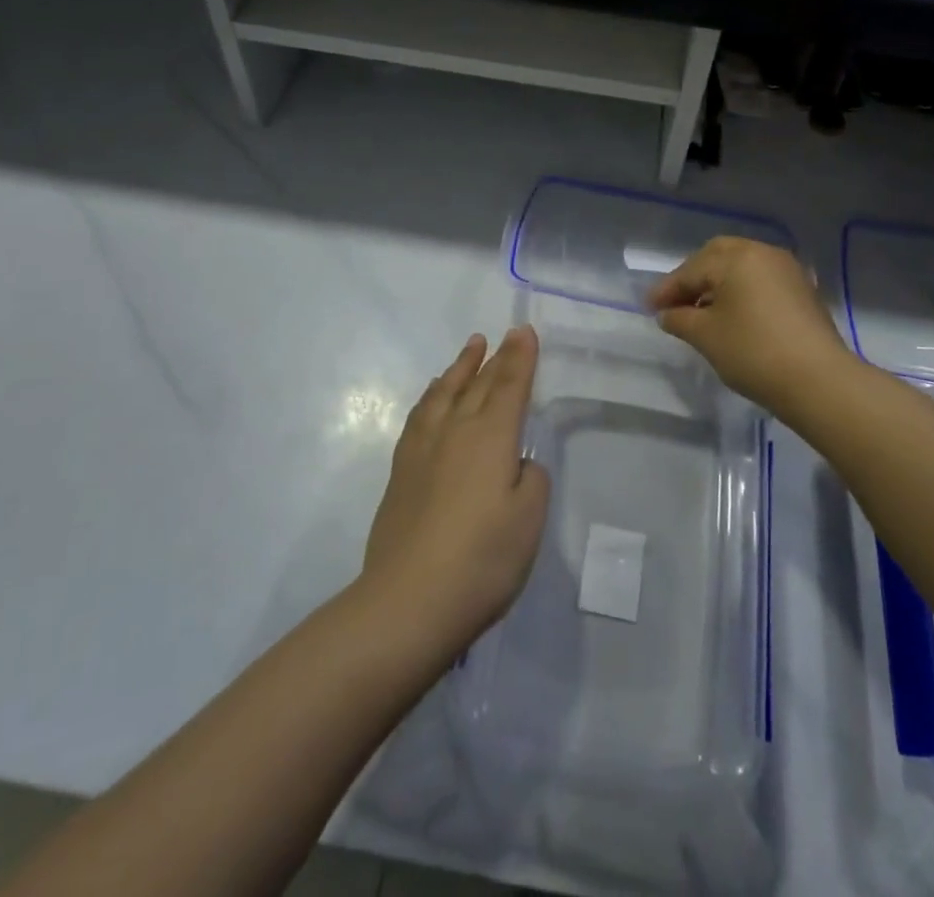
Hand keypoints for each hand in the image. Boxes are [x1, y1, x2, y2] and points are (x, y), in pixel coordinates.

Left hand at [361, 327, 549, 657]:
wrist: (408, 601)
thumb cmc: (482, 560)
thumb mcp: (529, 521)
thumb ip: (531, 481)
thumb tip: (518, 464)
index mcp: (491, 437)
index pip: (510, 386)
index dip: (520, 358)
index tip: (524, 331)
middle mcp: (455, 431)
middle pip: (479, 384)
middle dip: (496, 357)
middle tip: (505, 335)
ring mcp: (423, 449)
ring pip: (444, 393)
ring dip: (460, 368)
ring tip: (470, 349)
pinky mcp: (401, 471)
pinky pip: (420, 415)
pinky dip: (432, 396)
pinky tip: (434, 396)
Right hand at [648, 237, 855, 412]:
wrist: (818, 381)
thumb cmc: (753, 352)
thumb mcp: (706, 336)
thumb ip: (680, 319)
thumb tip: (668, 314)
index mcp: (737, 257)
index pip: (691, 270)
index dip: (667, 290)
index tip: (649, 308)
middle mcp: (763, 253)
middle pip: (718, 256)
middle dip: (694, 277)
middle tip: (676, 302)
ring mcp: (788, 270)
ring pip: (742, 266)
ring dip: (718, 283)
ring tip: (702, 311)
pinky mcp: (803, 291)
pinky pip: (762, 280)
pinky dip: (742, 290)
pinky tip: (733, 315)